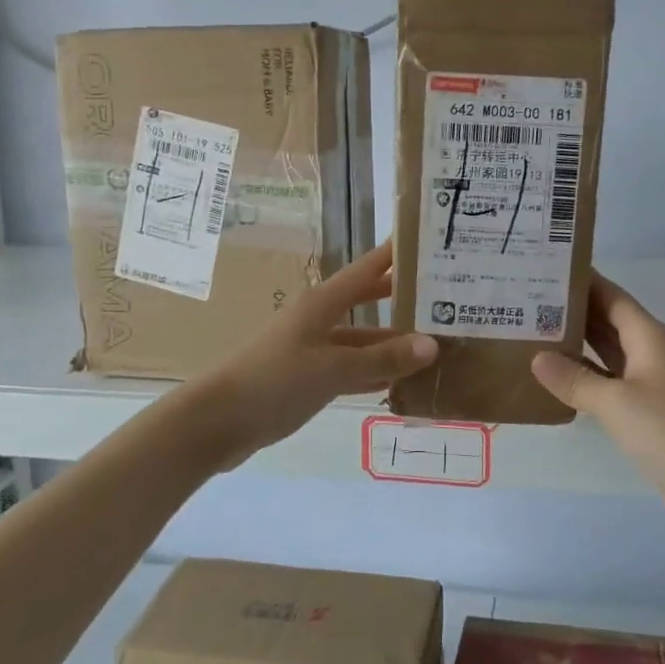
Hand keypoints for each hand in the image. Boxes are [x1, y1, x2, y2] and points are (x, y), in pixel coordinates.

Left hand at [200, 241, 437, 463]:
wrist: (219, 421)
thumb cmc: (275, 381)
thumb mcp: (333, 368)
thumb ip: (382, 358)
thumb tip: (433, 344)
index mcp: (323, 303)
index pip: (367, 269)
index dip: (395, 254)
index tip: (429, 241)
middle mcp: (320, 319)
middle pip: (368, 301)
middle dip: (402, 298)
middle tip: (445, 297)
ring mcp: (314, 350)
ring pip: (363, 340)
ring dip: (393, 343)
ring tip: (437, 344)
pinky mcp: (309, 379)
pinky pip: (352, 369)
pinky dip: (375, 373)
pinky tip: (403, 380)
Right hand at [530, 272, 664, 536]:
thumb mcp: (618, 403)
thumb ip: (575, 380)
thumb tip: (537, 357)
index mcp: (649, 337)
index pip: (610, 296)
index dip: (581, 281)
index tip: (544, 268)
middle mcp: (650, 353)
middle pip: (606, 322)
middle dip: (570, 311)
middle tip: (524, 301)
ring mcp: (650, 385)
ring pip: (606, 355)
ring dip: (574, 346)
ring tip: (529, 335)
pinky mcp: (648, 415)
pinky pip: (609, 386)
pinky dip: (584, 381)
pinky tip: (555, 383)